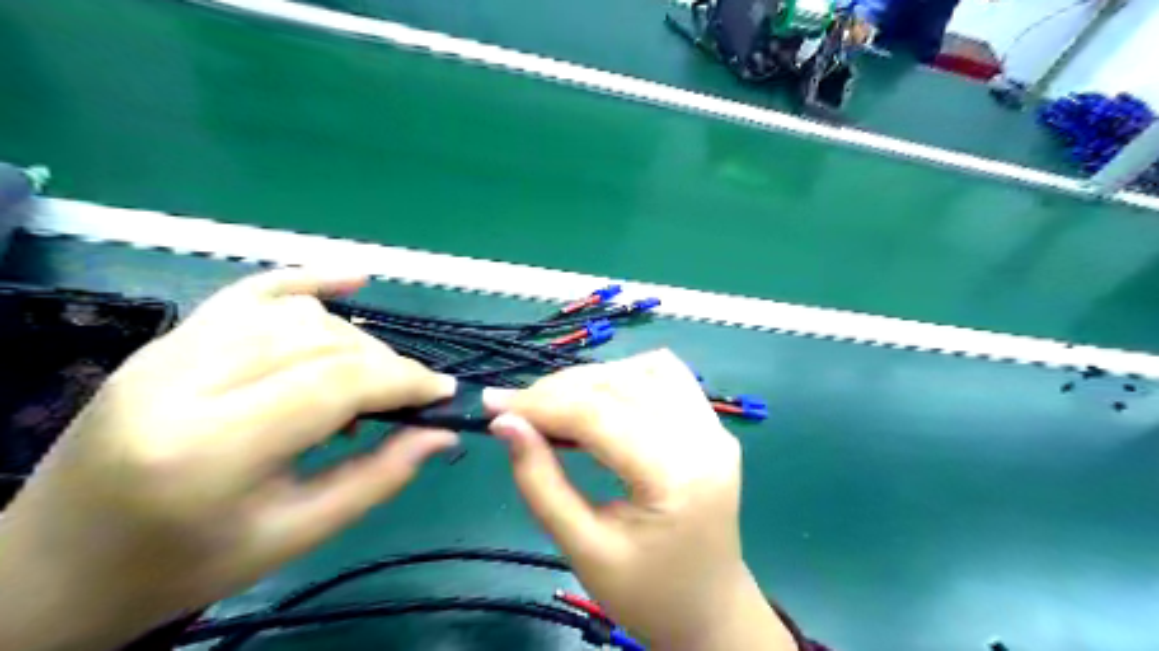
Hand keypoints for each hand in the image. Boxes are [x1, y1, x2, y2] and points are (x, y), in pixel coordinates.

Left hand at [0, 269, 459, 650]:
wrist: (55, 565)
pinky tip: (355, 279)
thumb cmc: (182, 565)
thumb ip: (378, 478)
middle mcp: (182, 382)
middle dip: (384, 363)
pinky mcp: (167, 340)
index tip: (444, 392)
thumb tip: (443, 432)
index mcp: (209, 450)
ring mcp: (166, 351)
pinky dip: (309, 280)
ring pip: (294, 315)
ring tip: (370, 378)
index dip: (403, 379)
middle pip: (319, 340)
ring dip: (353, 339)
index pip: (334, 381)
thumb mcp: (293, 536)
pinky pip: (250, 291)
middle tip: (410, 396)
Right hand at [484, 352, 797, 649]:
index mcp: (676, 477)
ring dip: (593, 379)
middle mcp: (703, 438)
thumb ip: (540, 483)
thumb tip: (506, 424)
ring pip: (644, 370)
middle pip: (620, 384)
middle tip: (516, 409)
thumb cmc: (646, 594)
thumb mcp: (583, 550)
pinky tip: (601, 399)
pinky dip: (626, 376)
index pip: (598, 415)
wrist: (709, 610)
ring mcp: (713, 426)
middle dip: (559, 389)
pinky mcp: (711, 424)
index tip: (492, 404)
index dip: (540, 404)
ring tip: (555, 405)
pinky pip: (666, 376)